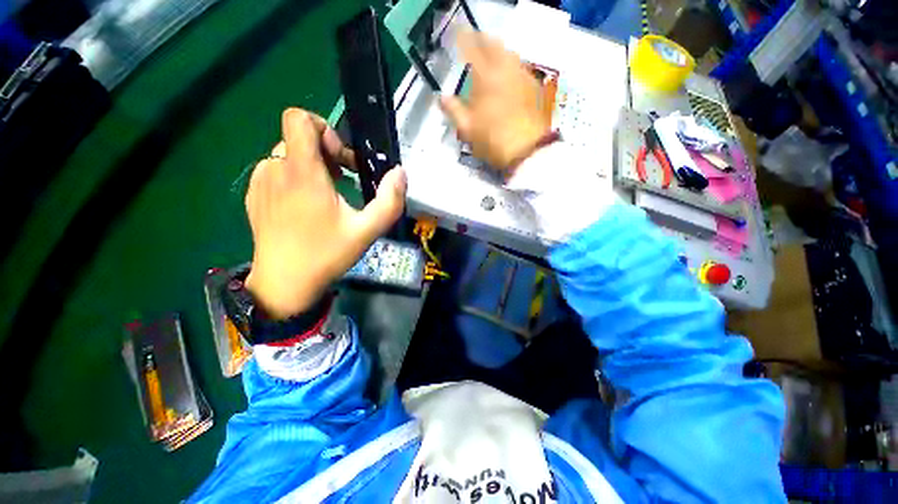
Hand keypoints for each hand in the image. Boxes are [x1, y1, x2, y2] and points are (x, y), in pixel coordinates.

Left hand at [245, 109, 406, 318]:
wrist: (283, 283)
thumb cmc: (327, 254)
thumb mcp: (367, 230)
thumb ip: (389, 201)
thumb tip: (400, 173)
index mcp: (302, 173)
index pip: (299, 119)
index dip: (324, 128)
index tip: (340, 158)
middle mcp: (275, 169)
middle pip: (298, 138)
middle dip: (326, 154)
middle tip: (343, 181)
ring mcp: (260, 182)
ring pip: (288, 156)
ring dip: (311, 168)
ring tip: (326, 197)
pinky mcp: (253, 195)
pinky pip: (276, 172)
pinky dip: (294, 179)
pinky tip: (304, 207)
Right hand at [440, 30, 550, 170]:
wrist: (526, 150)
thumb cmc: (492, 139)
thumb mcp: (467, 128)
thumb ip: (453, 110)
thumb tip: (441, 97)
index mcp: (485, 76)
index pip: (471, 48)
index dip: (463, 39)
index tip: (457, 36)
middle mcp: (505, 68)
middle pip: (493, 44)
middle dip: (482, 40)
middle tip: (474, 43)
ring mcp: (521, 75)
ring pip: (509, 52)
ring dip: (497, 50)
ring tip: (491, 57)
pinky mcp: (533, 86)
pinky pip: (520, 66)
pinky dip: (511, 64)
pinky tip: (508, 74)